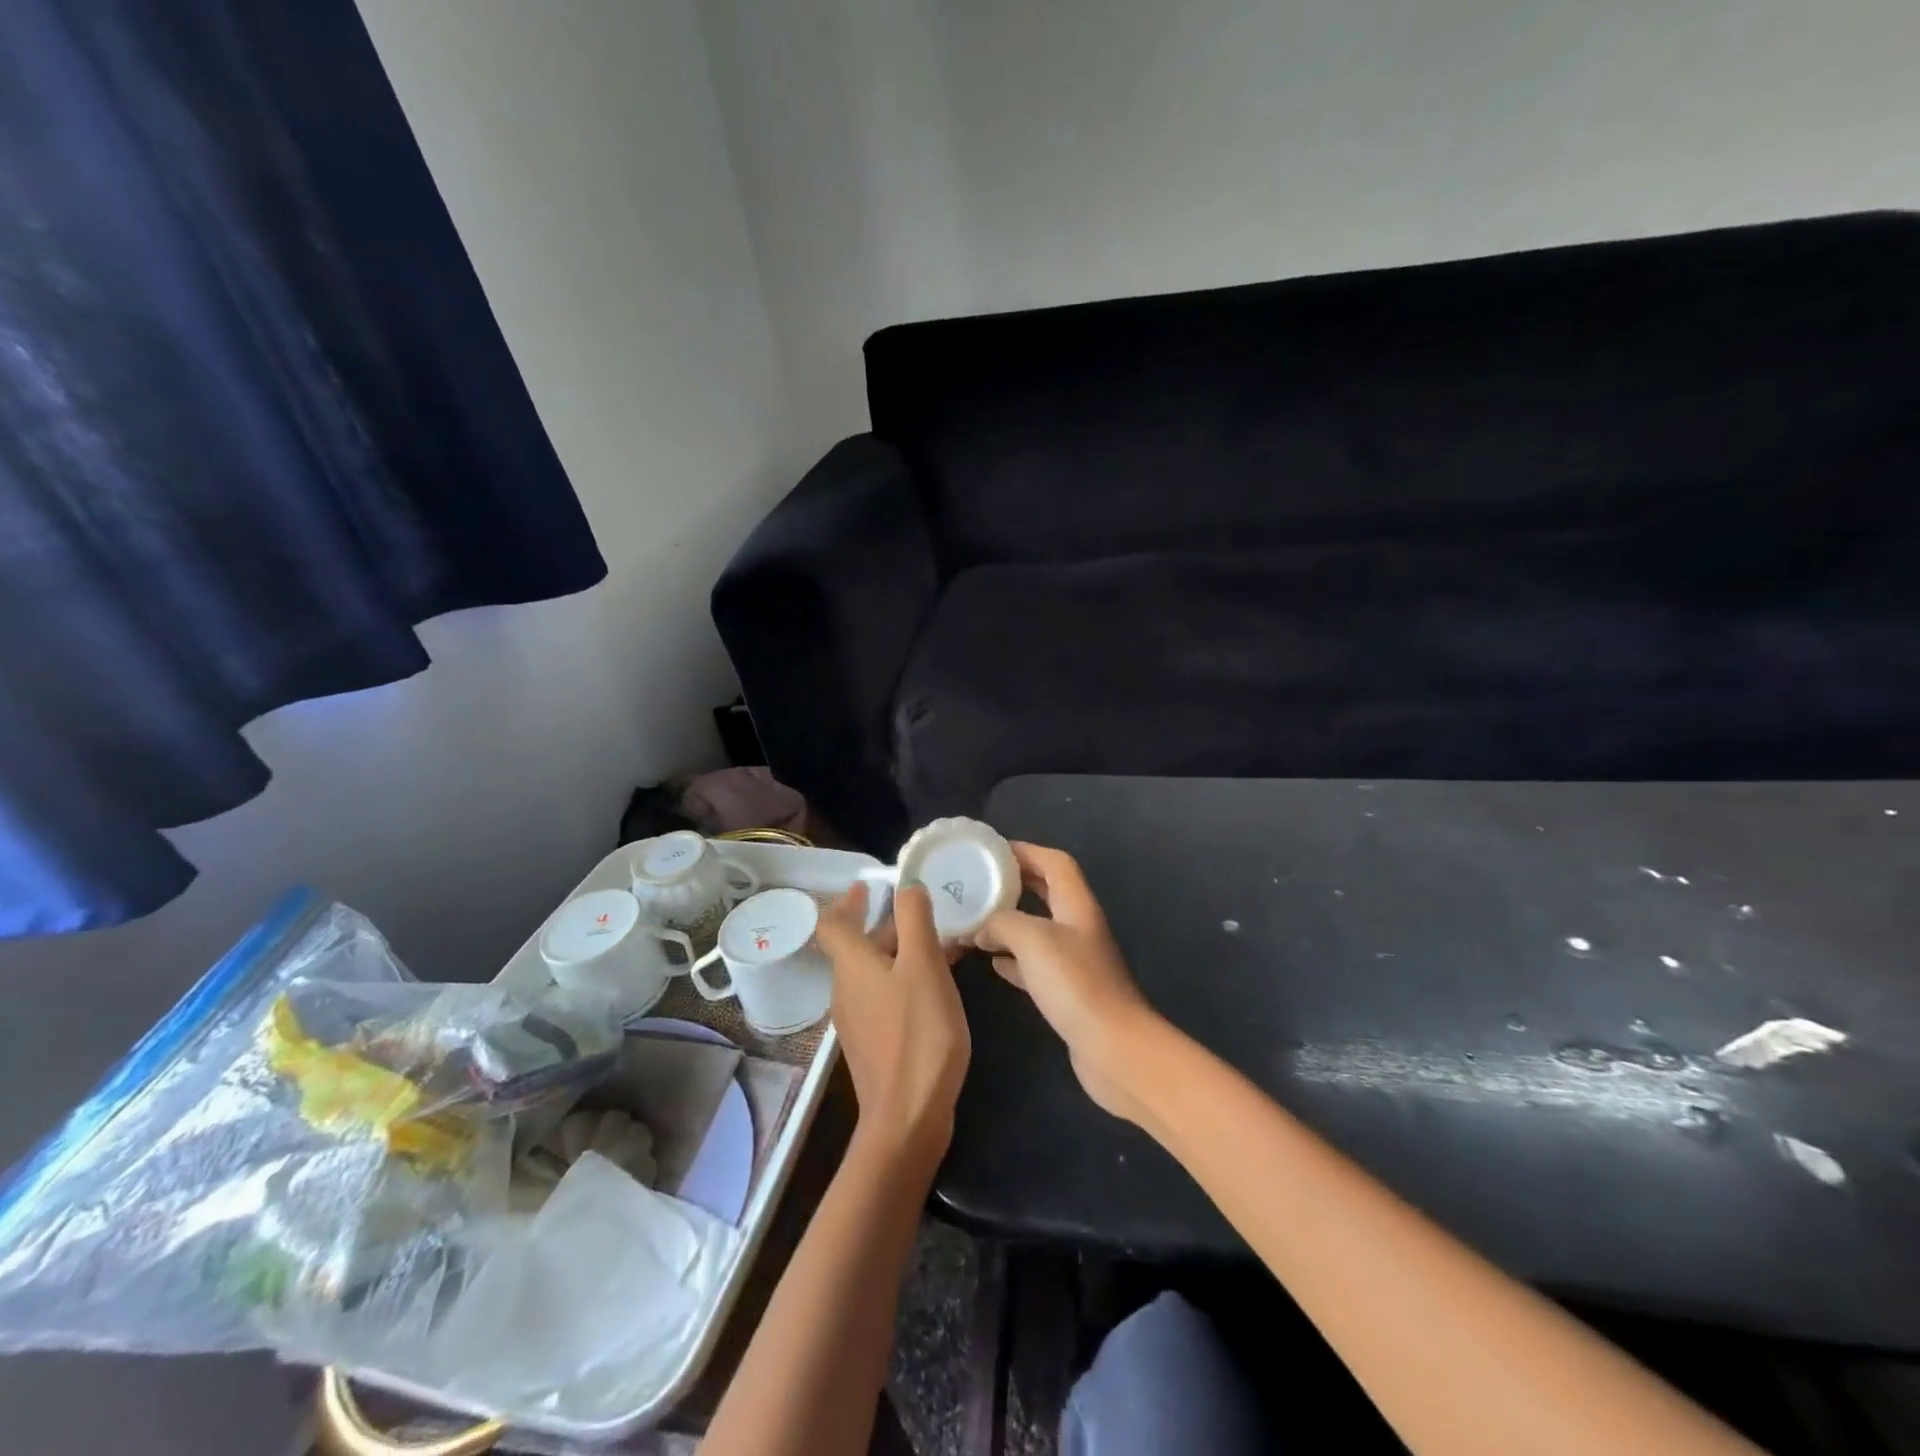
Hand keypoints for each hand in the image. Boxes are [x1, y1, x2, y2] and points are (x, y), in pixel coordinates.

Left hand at [816, 881, 970, 1165]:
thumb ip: (915, 921)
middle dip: (885, 925)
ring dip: (899, 952)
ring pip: (872, 972)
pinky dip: (903, 980)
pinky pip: (883, 997)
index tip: (867, 886)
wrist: (908, 1116)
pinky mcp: (872, 1044)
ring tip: (938, 946)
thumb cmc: (918, 1033)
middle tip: (920, 913)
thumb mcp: (924, 966)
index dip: (848, 901)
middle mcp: (846, 989)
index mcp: (852, 965)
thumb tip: (906, 886)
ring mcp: (857, 1020)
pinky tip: (934, 988)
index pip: (833, 923)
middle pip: (856, 946)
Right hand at [975, 843, 1161, 1121]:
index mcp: (1076, 904)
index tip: (992, 851)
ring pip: (1039, 929)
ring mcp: (1075, 961)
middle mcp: (1078, 927)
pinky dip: (1013, 960)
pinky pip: (1036, 965)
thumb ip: (1002, 922)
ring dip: (1010, 922)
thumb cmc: (1075, 983)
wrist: (1113, 1048)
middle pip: (1047, 892)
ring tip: (976, 919)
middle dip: (1015, 883)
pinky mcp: (1068, 992)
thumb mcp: (1031, 939)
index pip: (1054, 862)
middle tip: (979, 882)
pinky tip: (992, 963)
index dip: (1026, 851)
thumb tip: (982, 927)